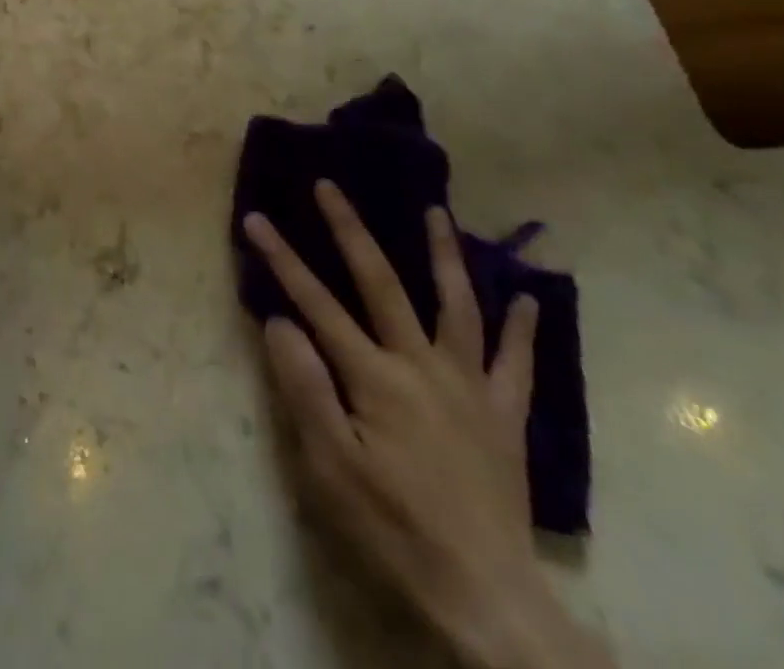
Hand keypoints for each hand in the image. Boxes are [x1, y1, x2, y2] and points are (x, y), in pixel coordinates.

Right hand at [244, 187, 611, 668]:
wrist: (486, 597)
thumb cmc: (394, 529)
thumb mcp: (330, 466)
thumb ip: (304, 388)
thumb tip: (279, 321)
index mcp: (375, 378)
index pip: (316, 303)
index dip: (282, 259)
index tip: (255, 218)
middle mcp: (422, 365)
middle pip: (381, 283)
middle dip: (349, 230)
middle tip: (329, 186)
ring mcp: (469, 386)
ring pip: (456, 306)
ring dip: (442, 254)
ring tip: (435, 212)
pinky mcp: (504, 416)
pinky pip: (516, 364)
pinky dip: (522, 329)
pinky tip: (528, 298)